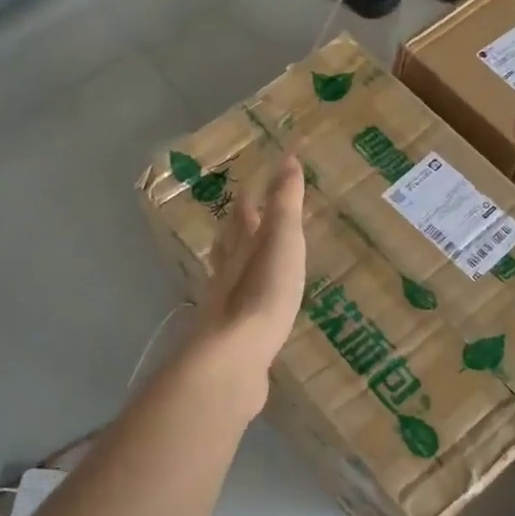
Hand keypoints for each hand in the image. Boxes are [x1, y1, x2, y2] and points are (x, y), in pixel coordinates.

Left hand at [197, 155, 306, 372]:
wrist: (234, 357)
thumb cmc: (263, 292)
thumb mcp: (282, 240)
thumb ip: (285, 203)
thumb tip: (287, 158)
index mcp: (241, 244)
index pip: (245, 210)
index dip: (254, 192)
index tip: (259, 178)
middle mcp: (228, 269)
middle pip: (230, 241)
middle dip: (239, 224)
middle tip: (248, 212)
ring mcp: (226, 304)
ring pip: (230, 272)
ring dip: (237, 259)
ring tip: (247, 255)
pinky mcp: (233, 335)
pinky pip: (240, 306)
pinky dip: (246, 297)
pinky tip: (253, 307)